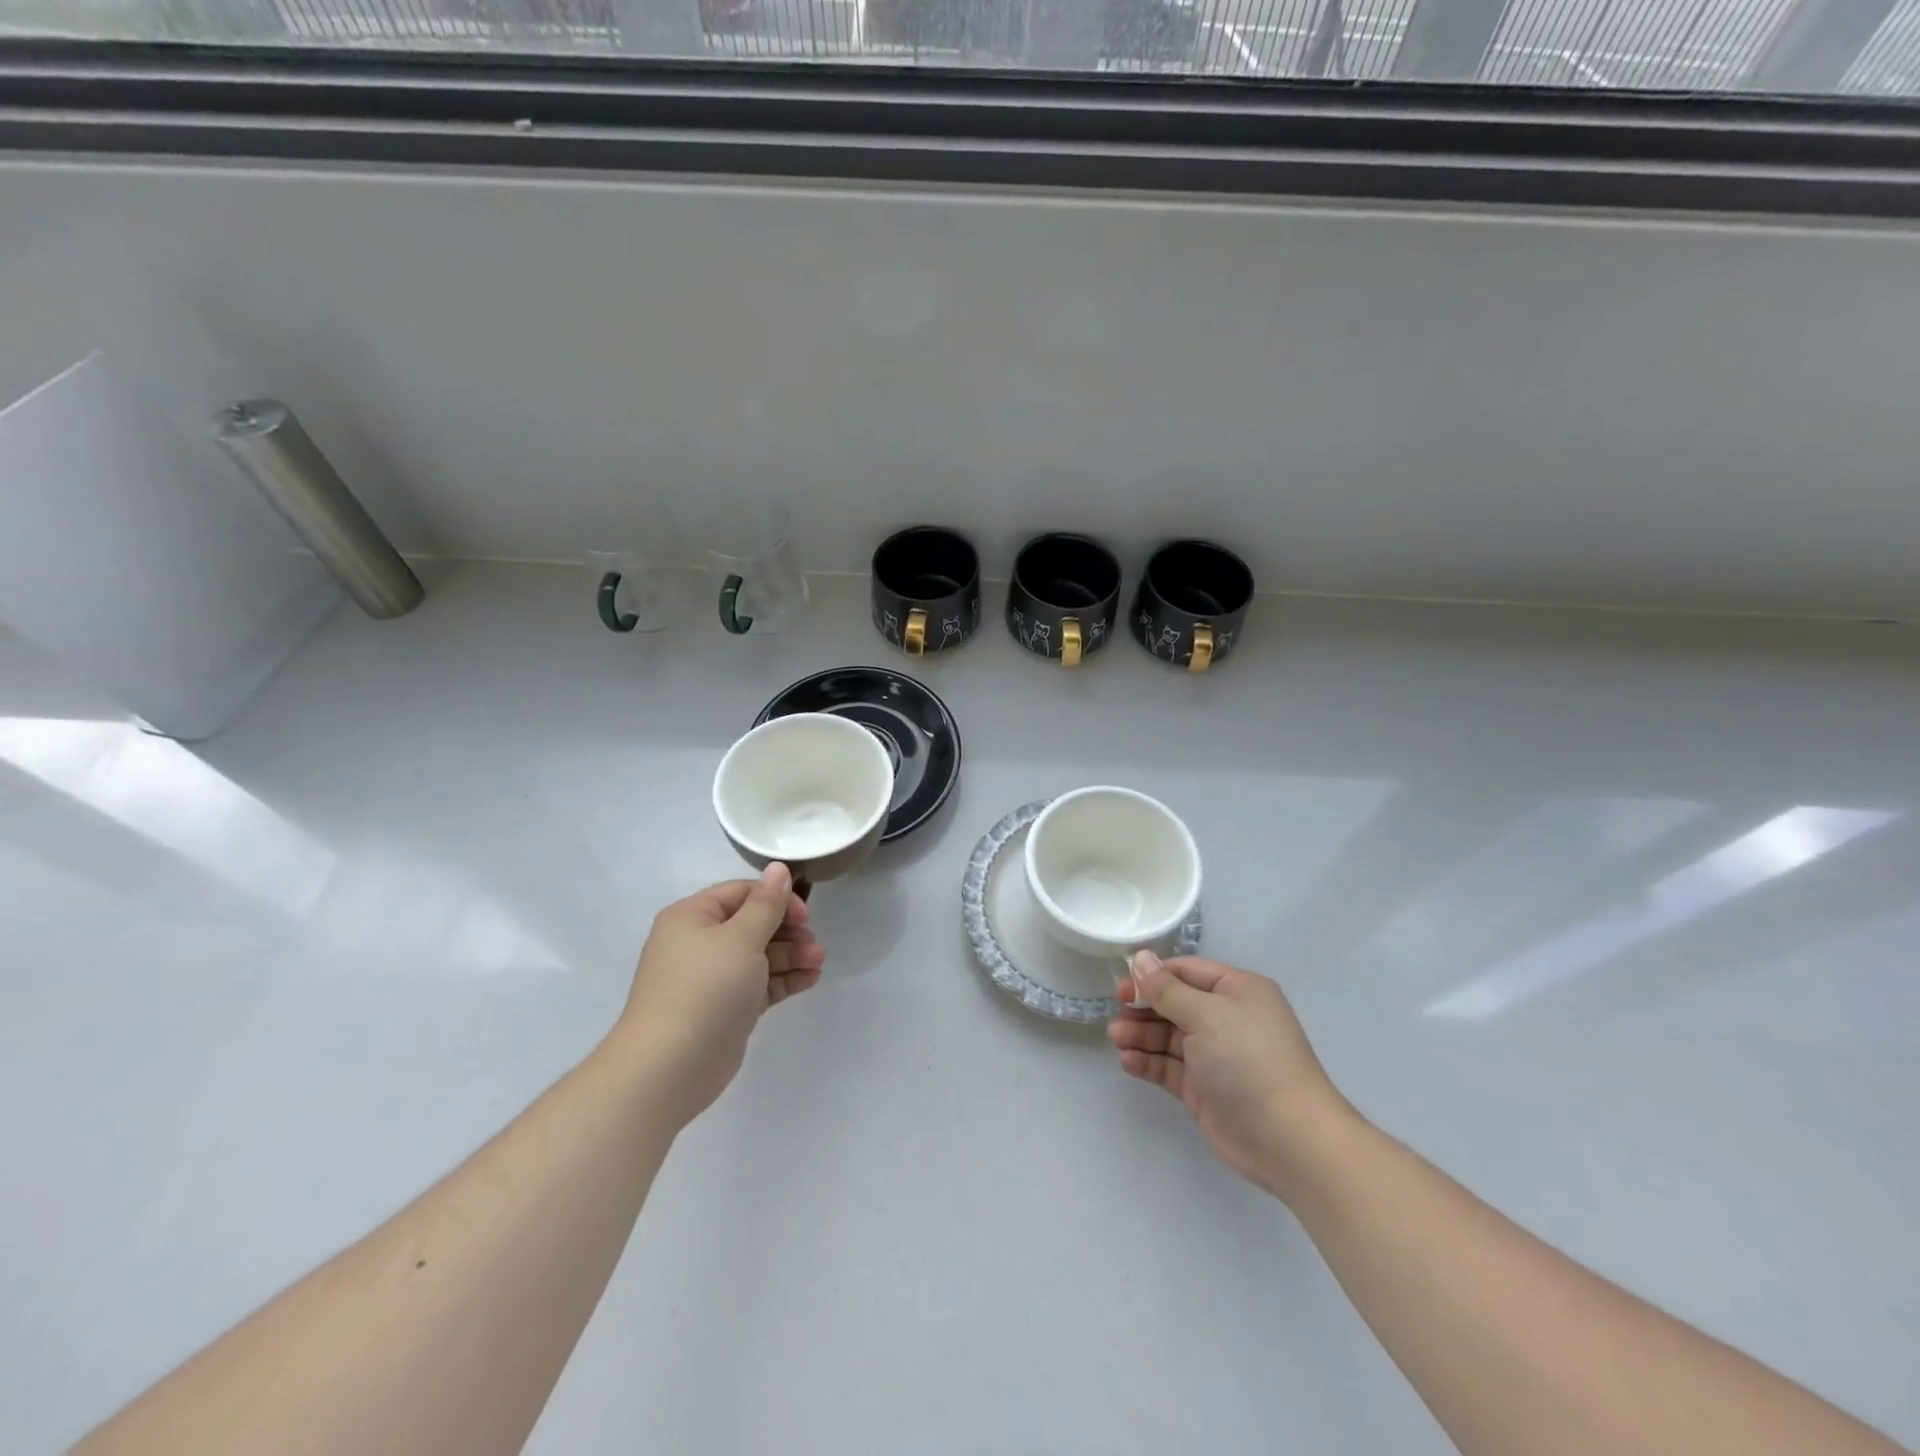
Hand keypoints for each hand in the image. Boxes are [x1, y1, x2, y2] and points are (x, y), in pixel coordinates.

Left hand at [616, 863, 824, 1122]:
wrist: (669, 1068)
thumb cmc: (705, 989)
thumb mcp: (741, 938)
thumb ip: (766, 904)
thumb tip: (778, 868)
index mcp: (693, 917)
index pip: (741, 893)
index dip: (776, 899)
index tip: (805, 916)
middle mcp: (699, 943)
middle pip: (752, 924)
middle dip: (788, 931)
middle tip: (815, 944)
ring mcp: (711, 979)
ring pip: (759, 956)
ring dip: (791, 955)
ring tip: (818, 963)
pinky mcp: (725, 1009)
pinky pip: (759, 984)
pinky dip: (783, 980)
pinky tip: (810, 979)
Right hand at [1110, 952, 1349, 1199]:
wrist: (1288, 1138)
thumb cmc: (1248, 1060)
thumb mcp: (1205, 1014)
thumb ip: (1167, 989)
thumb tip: (1141, 958)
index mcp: (1237, 991)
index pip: (1187, 972)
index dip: (1153, 977)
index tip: (1122, 987)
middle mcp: (1227, 1019)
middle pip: (1175, 1004)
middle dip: (1144, 1008)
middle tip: (1116, 1015)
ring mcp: (1216, 1056)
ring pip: (1169, 1036)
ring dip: (1141, 1035)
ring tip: (1117, 1039)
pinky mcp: (1205, 1089)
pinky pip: (1170, 1067)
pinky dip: (1149, 1062)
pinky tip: (1129, 1062)